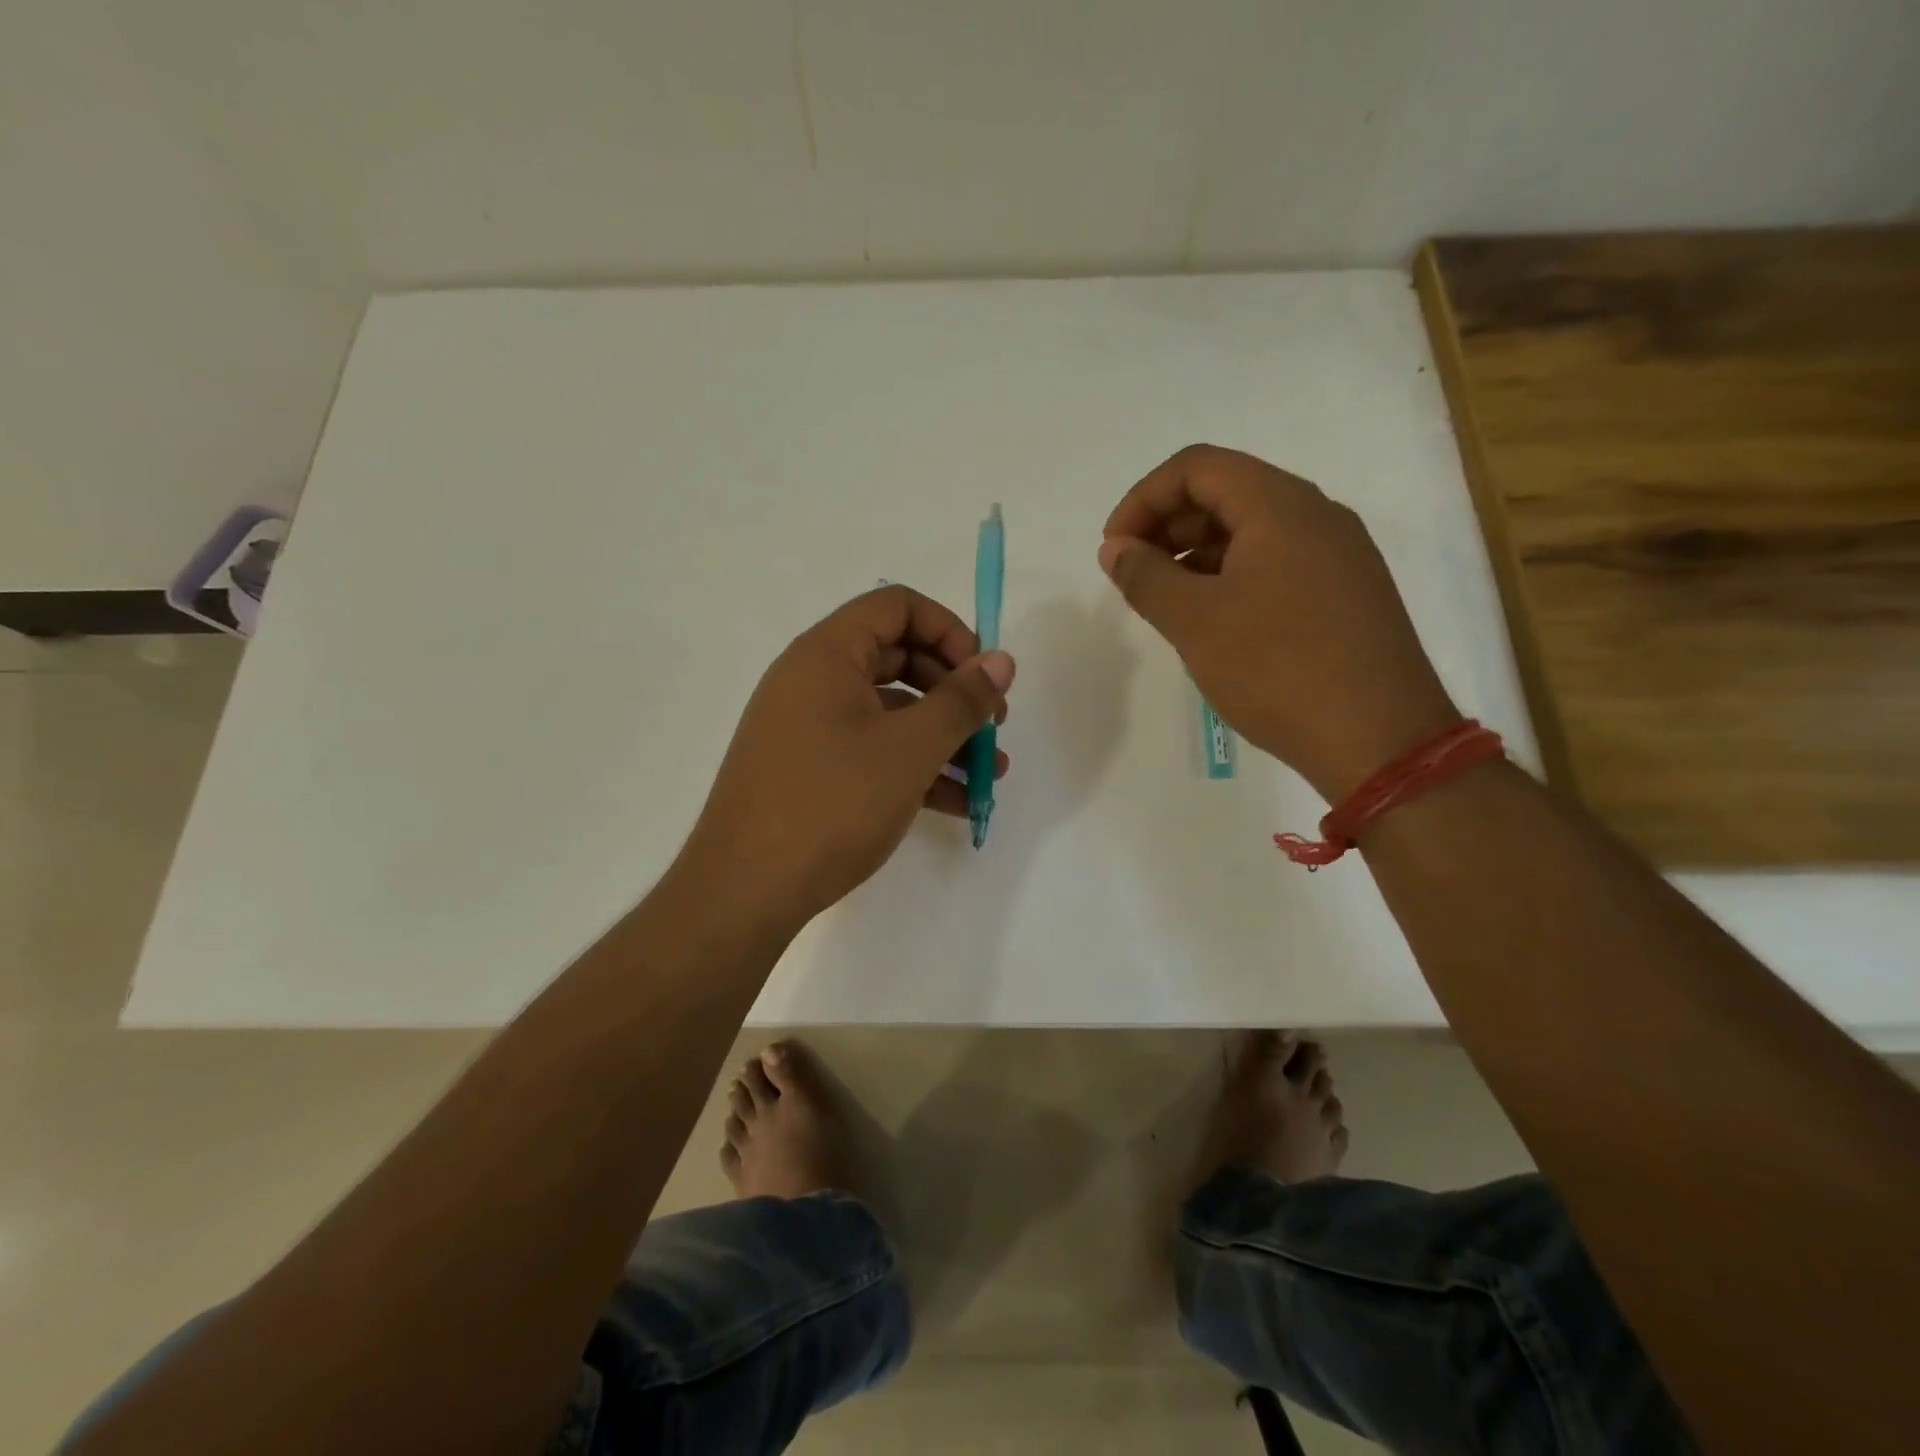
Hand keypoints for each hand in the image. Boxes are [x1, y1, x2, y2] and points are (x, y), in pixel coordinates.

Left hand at [681, 585, 1013, 928]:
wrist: (745, 891)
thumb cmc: (832, 804)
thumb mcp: (910, 749)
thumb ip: (962, 701)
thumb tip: (1002, 660)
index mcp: (827, 654)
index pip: (897, 606)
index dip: (950, 630)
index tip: (984, 675)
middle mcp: (812, 680)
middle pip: (898, 658)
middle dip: (954, 690)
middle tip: (993, 726)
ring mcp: (808, 727)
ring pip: (889, 712)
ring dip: (942, 736)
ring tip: (989, 774)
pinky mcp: (809, 770)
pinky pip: (871, 750)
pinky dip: (913, 767)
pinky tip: (956, 802)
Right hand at [1100, 444, 1457, 800]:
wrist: (1380, 739)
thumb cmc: (1278, 669)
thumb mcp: (1195, 621)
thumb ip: (1145, 576)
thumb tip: (1115, 549)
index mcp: (1281, 506)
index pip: (1196, 467)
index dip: (1143, 499)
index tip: (1115, 549)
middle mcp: (1316, 516)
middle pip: (1225, 492)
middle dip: (1166, 526)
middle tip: (1133, 576)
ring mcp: (1338, 555)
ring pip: (1251, 531)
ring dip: (1196, 554)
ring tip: (1164, 602)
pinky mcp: (1345, 593)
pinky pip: (1276, 563)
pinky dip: (1231, 577)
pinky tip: (1210, 620)